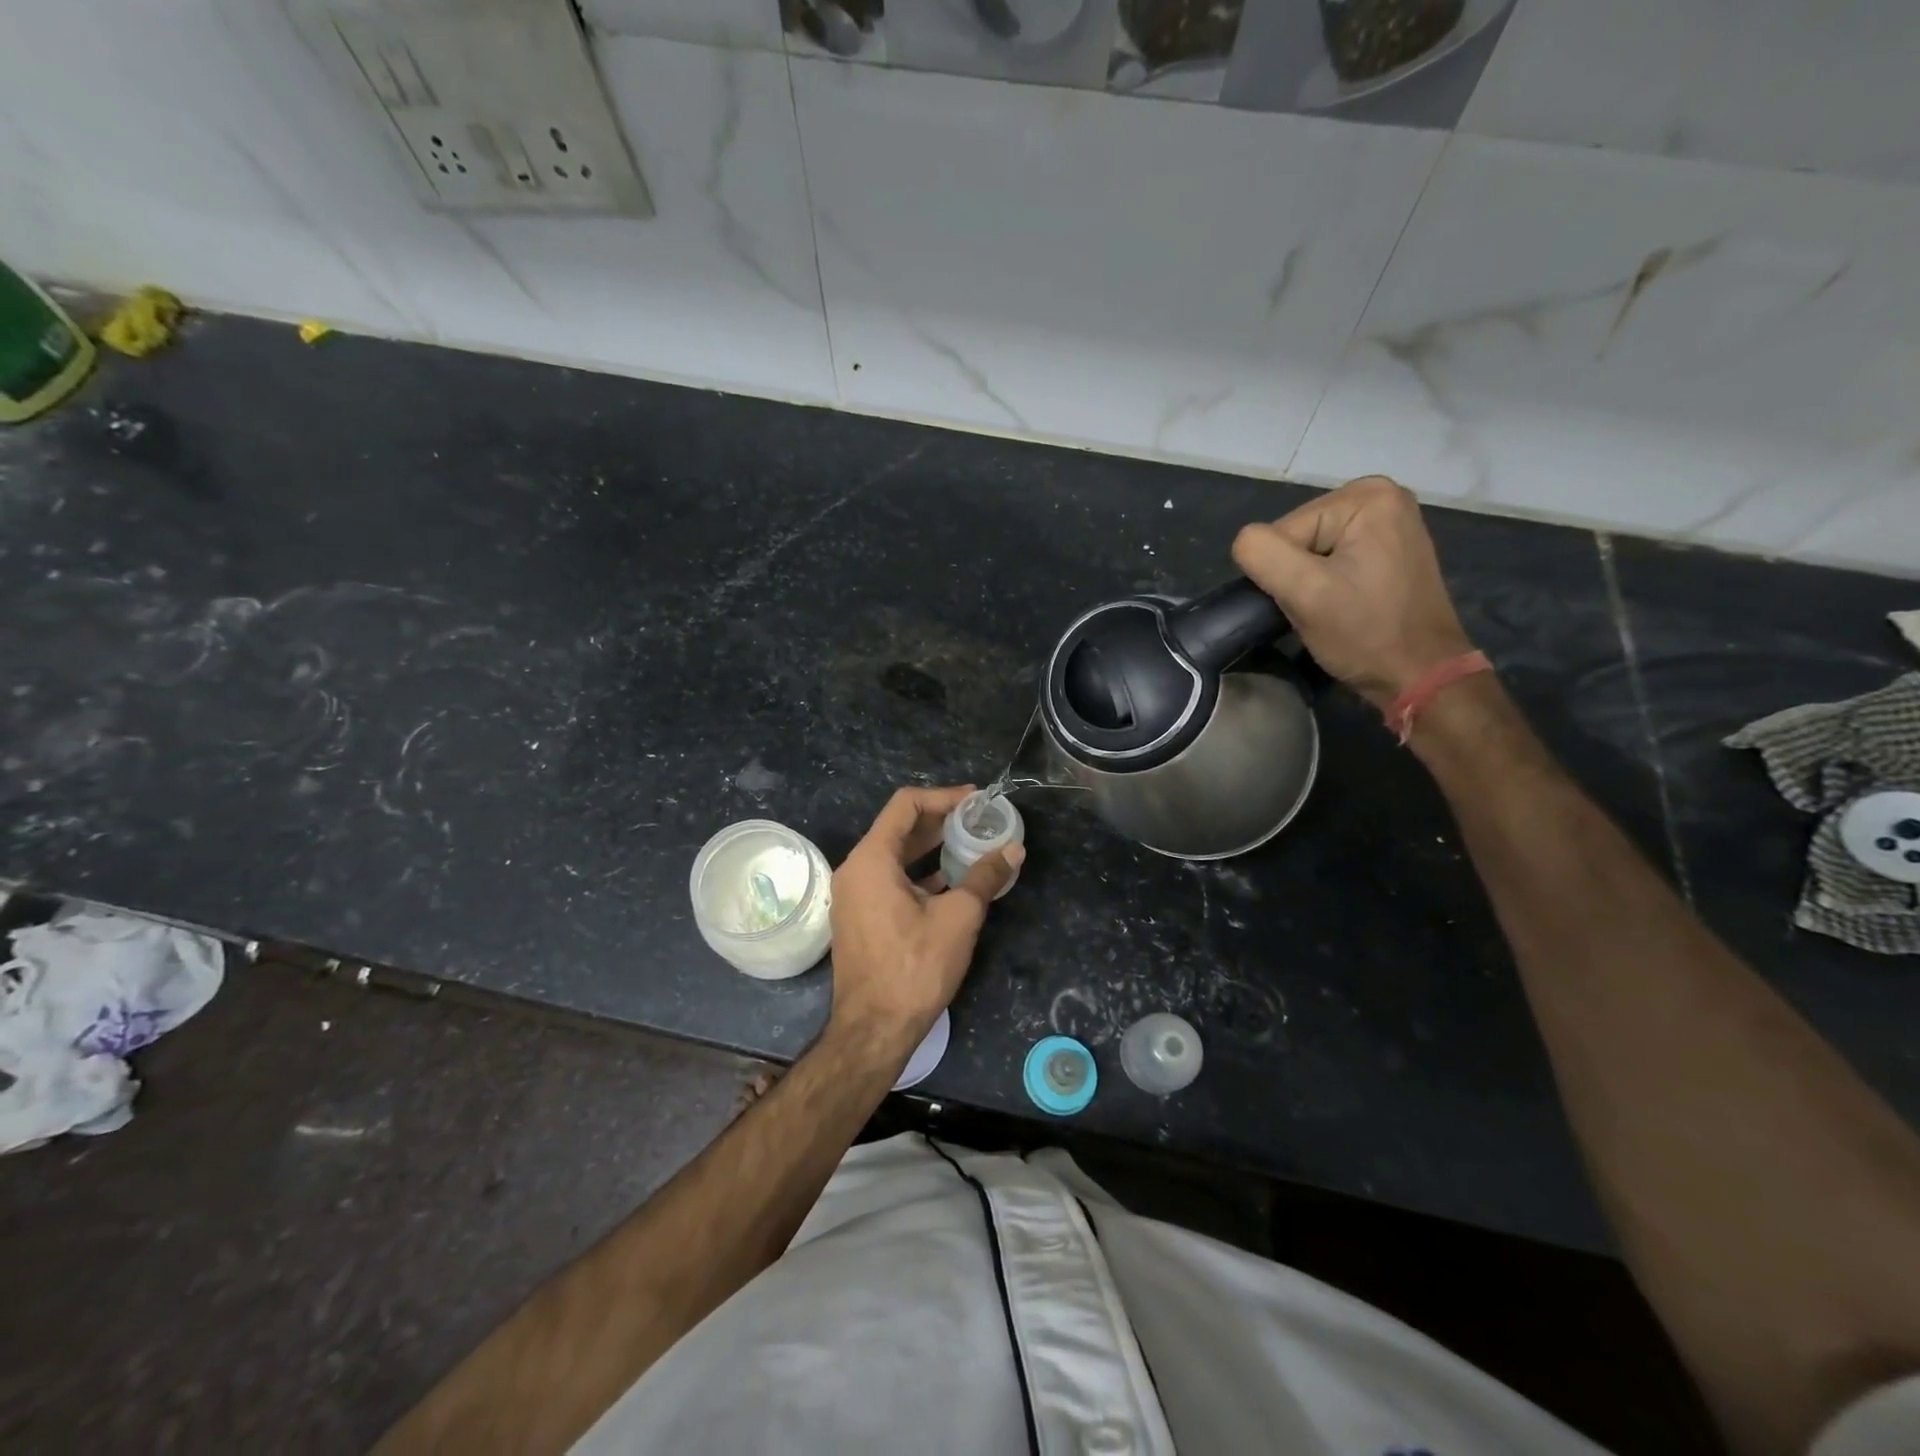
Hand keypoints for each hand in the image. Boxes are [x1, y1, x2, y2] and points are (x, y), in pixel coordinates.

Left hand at [828, 786, 1023, 1050]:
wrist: (874, 1029)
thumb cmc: (915, 967)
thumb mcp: (958, 918)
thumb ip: (985, 877)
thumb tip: (1013, 851)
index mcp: (872, 859)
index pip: (906, 805)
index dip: (943, 797)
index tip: (976, 801)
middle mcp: (855, 870)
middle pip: (899, 828)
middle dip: (940, 820)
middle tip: (978, 820)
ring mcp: (853, 895)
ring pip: (894, 855)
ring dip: (930, 847)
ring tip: (969, 845)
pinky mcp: (859, 917)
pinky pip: (889, 879)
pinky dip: (918, 872)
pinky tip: (949, 880)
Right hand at [1233, 476, 1472, 707]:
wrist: (1420, 675)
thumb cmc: (1365, 634)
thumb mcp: (1304, 593)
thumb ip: (1261, 554)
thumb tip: (1245, 544)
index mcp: (1365, 496)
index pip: (1283, 531)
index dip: (1284, 572)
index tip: (1312, 601)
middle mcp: (1381, 495)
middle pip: (1297, 537)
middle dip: (1298, 575)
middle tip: (1320, 608)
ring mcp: (1388, 521)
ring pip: (1310, 551)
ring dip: (1309, 583)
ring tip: (1332, 608)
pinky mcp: (1388, 547)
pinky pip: (1331, 558)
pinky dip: (1327, 583)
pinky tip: (1344, 602)